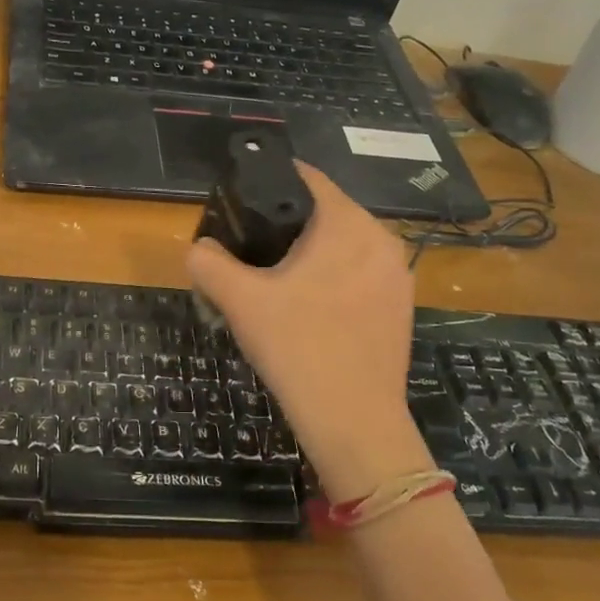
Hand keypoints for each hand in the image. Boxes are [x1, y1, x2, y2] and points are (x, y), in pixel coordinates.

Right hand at [186, 164, 432, 502]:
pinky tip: (309, 309)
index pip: (307, 178)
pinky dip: (334, 278)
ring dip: (312, 253)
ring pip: (344, 245)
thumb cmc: (297, 348)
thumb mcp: (239, 301)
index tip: (242, 197)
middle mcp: (381, 238)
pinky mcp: (401, 306)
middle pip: (325, 212)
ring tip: (276, 280)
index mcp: (347, 224)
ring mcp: (397, 274)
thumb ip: (208, 262)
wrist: (354, 423)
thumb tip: (199, 248)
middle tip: (251, 248)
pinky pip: (360, 274)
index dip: (270, 178)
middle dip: (288, 223)